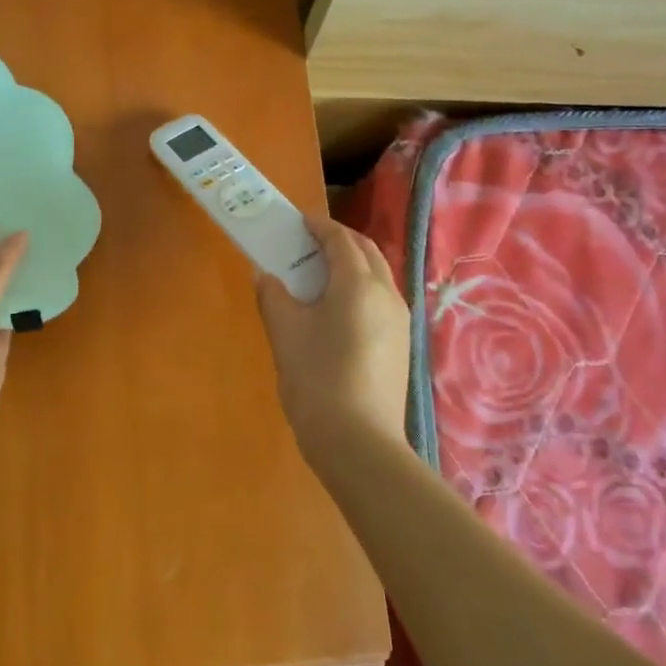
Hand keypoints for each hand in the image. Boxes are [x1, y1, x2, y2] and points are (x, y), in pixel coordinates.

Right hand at [254, 217, 410, 465]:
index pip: (340, 239)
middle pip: (366, 251)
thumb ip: (273, 295)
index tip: (297, 223)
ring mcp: (399, 321)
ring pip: (377, 276)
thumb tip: (265, 274)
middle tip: (307, 244)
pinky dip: (359, 288)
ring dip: (351, 264)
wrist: (359, 442)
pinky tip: (336, 310)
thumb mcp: (285, 332)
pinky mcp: (400, 344)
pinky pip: (380, 300)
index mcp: (358, 283)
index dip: (318, 226)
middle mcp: (387, 293)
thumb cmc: (316, 378)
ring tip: (319, 275)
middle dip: (339, 240)